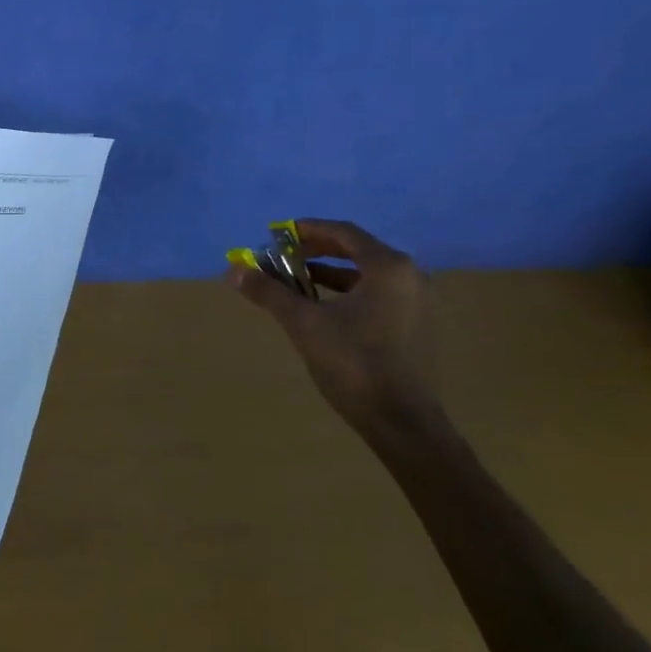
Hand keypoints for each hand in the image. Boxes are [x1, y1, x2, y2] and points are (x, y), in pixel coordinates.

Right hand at [227, 218, 449, 451]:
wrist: (402, 422)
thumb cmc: (354, 363)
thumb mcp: (304, 323)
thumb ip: (270, 292)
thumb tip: (234, 271)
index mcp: (388, 267)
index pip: (343, 232)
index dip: (308, 229)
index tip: (279, 233)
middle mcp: (409, 277)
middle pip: (356, 250)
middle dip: (316, 250)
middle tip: (283, 254)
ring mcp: (416, 302)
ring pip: (366, 275)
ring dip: (329, 272)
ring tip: (295, 280)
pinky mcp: (414, 326)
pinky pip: (376, 294)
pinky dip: (346, 292)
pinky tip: (321, 307)